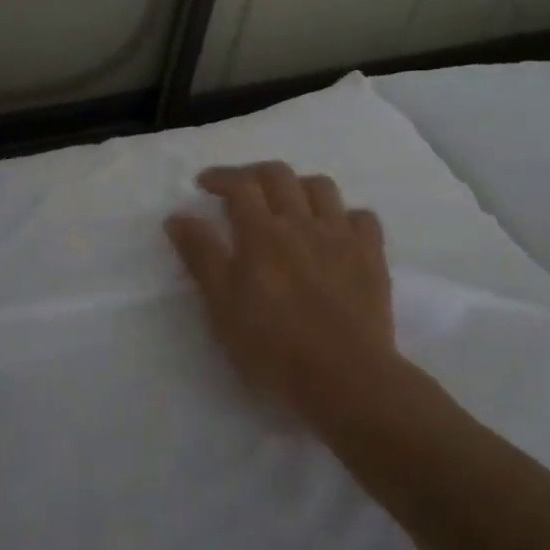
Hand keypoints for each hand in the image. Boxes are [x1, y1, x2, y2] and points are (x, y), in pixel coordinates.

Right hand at [165, 162, 402, 430]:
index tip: (204, 183)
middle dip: (254, 173)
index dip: (220, 177)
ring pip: (322, 187)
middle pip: (279, 174)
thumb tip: (178, 216)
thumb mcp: (222, 306)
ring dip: (299, 186)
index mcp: (262, 233)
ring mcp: (341, 236)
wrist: (344, 376)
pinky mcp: (372, 255)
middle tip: (240, 190)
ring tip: (288, 204)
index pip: (240, 185)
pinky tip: (335, 231)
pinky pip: (362, 217)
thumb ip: (201, 256)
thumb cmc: (273, 347)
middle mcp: (302, 222)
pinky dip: (345, 215)